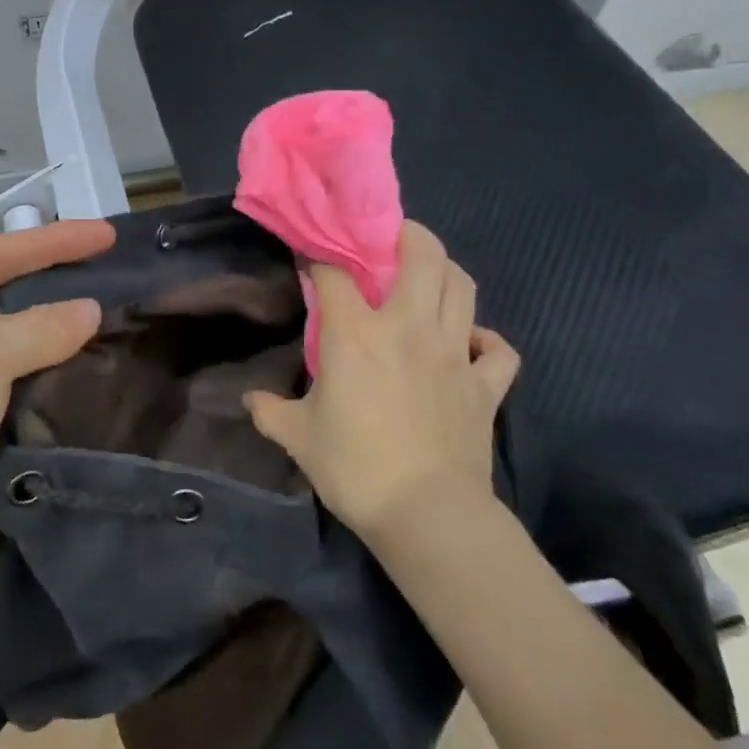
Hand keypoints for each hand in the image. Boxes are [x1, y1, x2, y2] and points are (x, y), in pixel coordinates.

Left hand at [0, 219, 115, 563]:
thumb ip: (42, 327)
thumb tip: (93, 310)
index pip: (0, 251)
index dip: (56, 240)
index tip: (108, 234)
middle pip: (8, 289)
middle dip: (58, 281)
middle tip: (113, 269)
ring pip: (18, 334)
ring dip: (59, 329)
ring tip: (115, 311)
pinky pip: (19, 373)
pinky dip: (51, 367)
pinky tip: (91, 360)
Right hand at [245, 221, 519, 548]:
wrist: (426, 514)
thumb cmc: (354, 467)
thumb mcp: (297, 437)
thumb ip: (270, 411)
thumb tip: (250, 400)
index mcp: (356, 334)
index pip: (335, 272)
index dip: (321, 256)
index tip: (311, 256)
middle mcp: (409, 328)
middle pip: (422, 255)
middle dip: (405, 234)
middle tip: (388, 239)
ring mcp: (455, 353)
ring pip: (463, 287)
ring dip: (445, 271)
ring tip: (426, 275)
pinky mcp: (486, 385)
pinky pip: (498, 348)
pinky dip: (487, 339)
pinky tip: (469, 343)